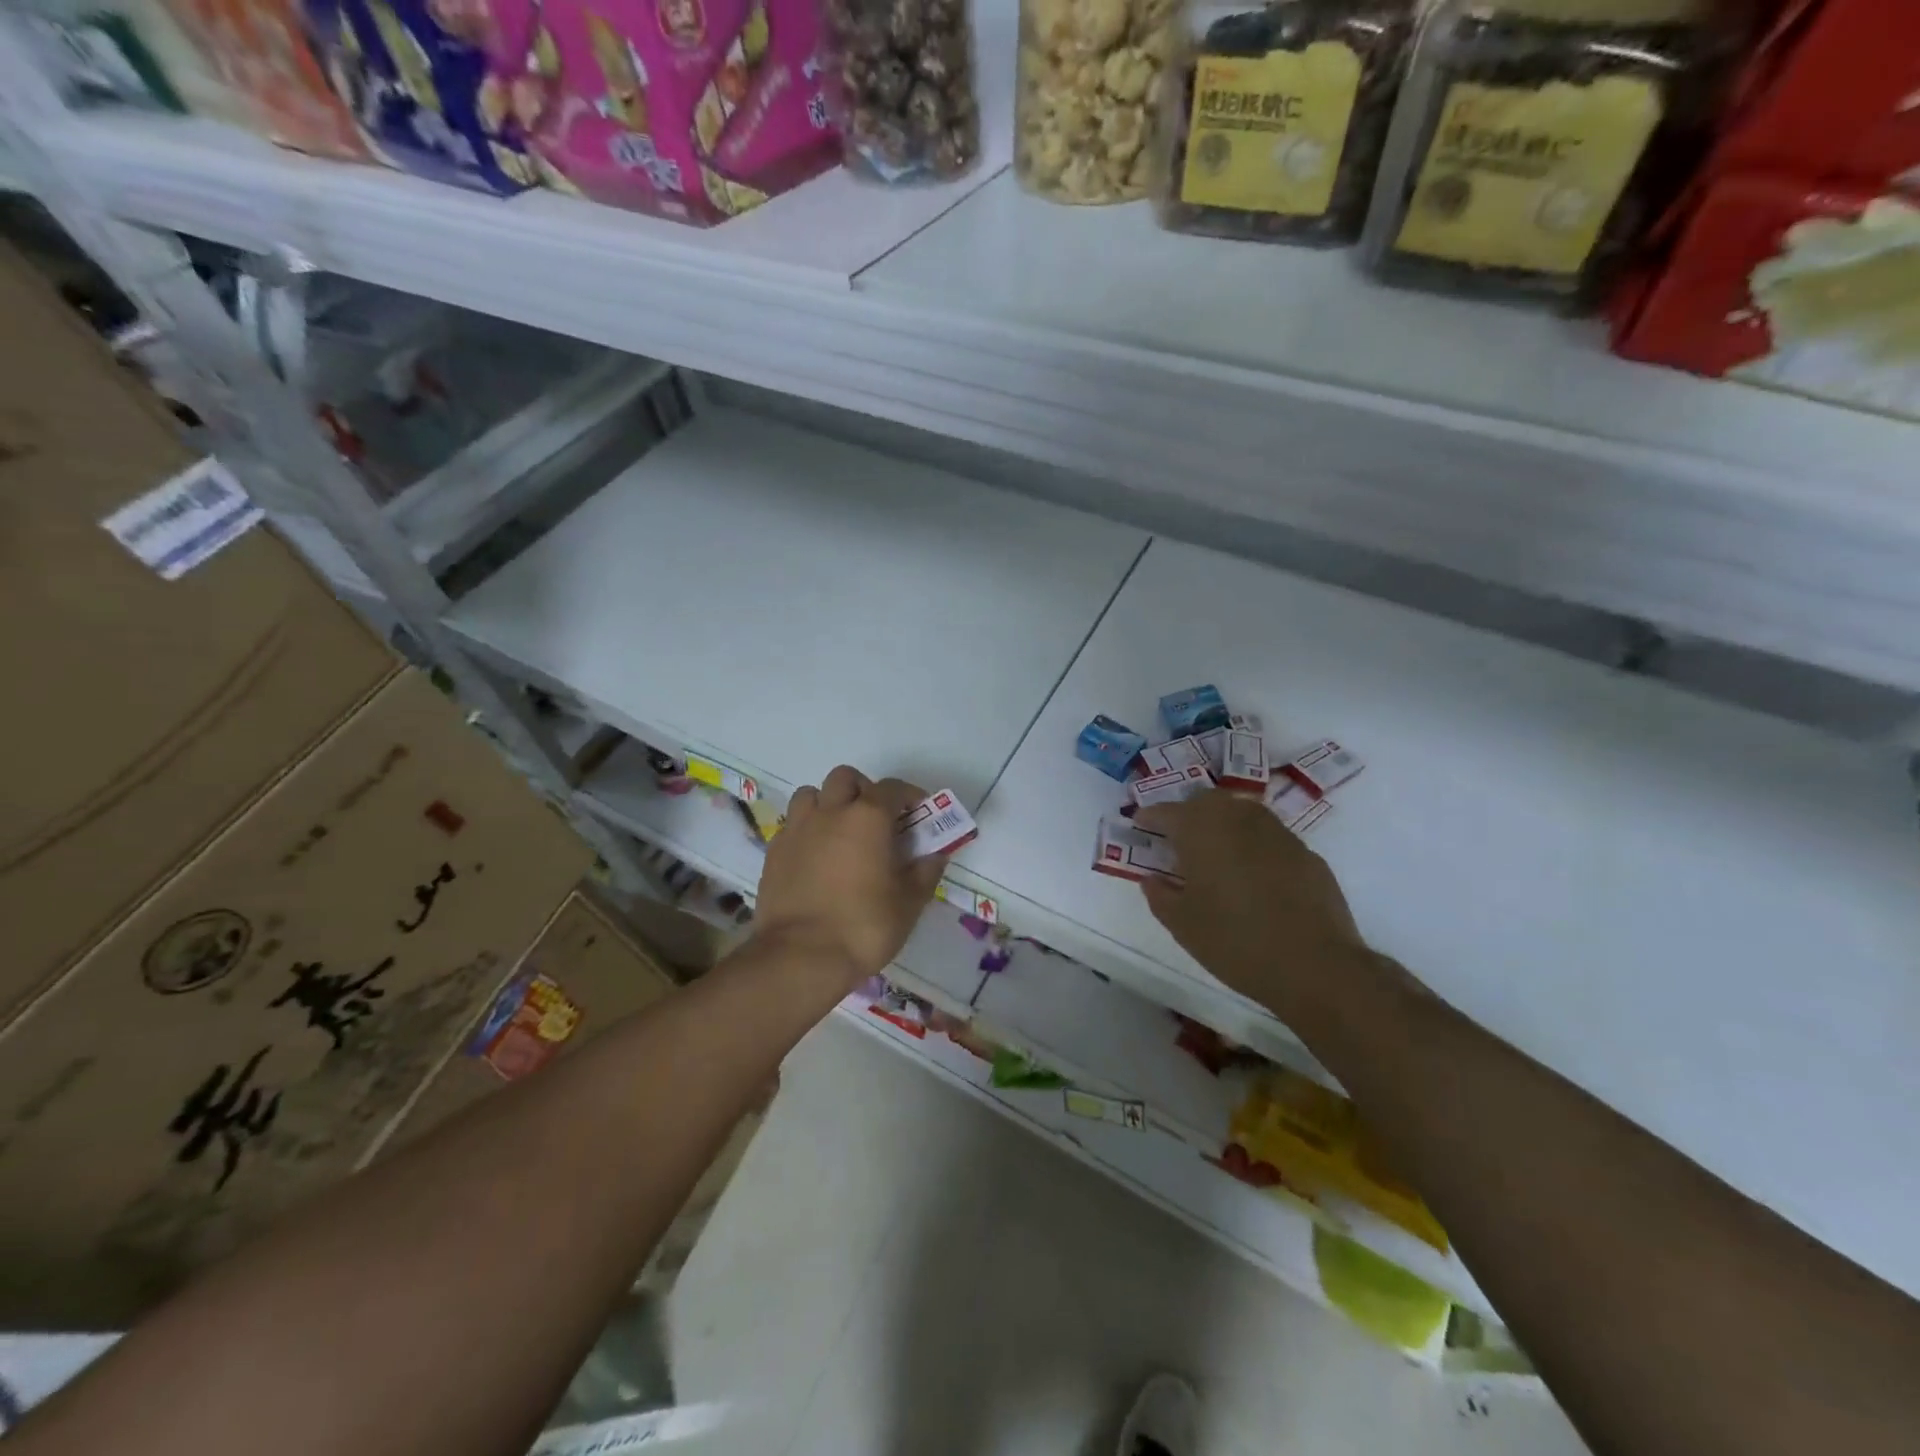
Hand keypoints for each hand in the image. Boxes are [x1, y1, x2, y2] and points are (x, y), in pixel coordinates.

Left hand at [752, 766, 948, 987]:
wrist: (801, 956)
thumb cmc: (864, 926)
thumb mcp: (909, 903)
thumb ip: (925, 872)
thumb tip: (935, 855)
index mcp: (868, 817)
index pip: (892, 788)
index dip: (909, 795)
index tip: (919, 813)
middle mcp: (830, 812)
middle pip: (845, 778)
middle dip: (863, 790)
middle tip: (876, 818)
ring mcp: (797, 829)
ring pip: (811, 794)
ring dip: (828, 804)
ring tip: (840, 831)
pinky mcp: (774, 852)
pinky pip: (792, 825)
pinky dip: (807, 830)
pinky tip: (816, 856)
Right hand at [1136, 789, 1367, 1022]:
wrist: (1314, 965)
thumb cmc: (1235, 941)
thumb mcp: (1182, 925)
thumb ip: (1160, 895)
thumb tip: (1153, 879)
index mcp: (1201, 831)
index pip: (1167, 812)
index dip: (1150, 817)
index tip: (1140, 824)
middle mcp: (1239, 820)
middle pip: (1207, 802)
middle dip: (1188, 813)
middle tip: (1177, 837)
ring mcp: (1278, 833)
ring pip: (1242, 813)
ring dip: (1223, 824)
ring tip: (1215, 852)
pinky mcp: (1306, 854)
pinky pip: (1270, 838)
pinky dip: (1253, 846)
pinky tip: (1253, 876)